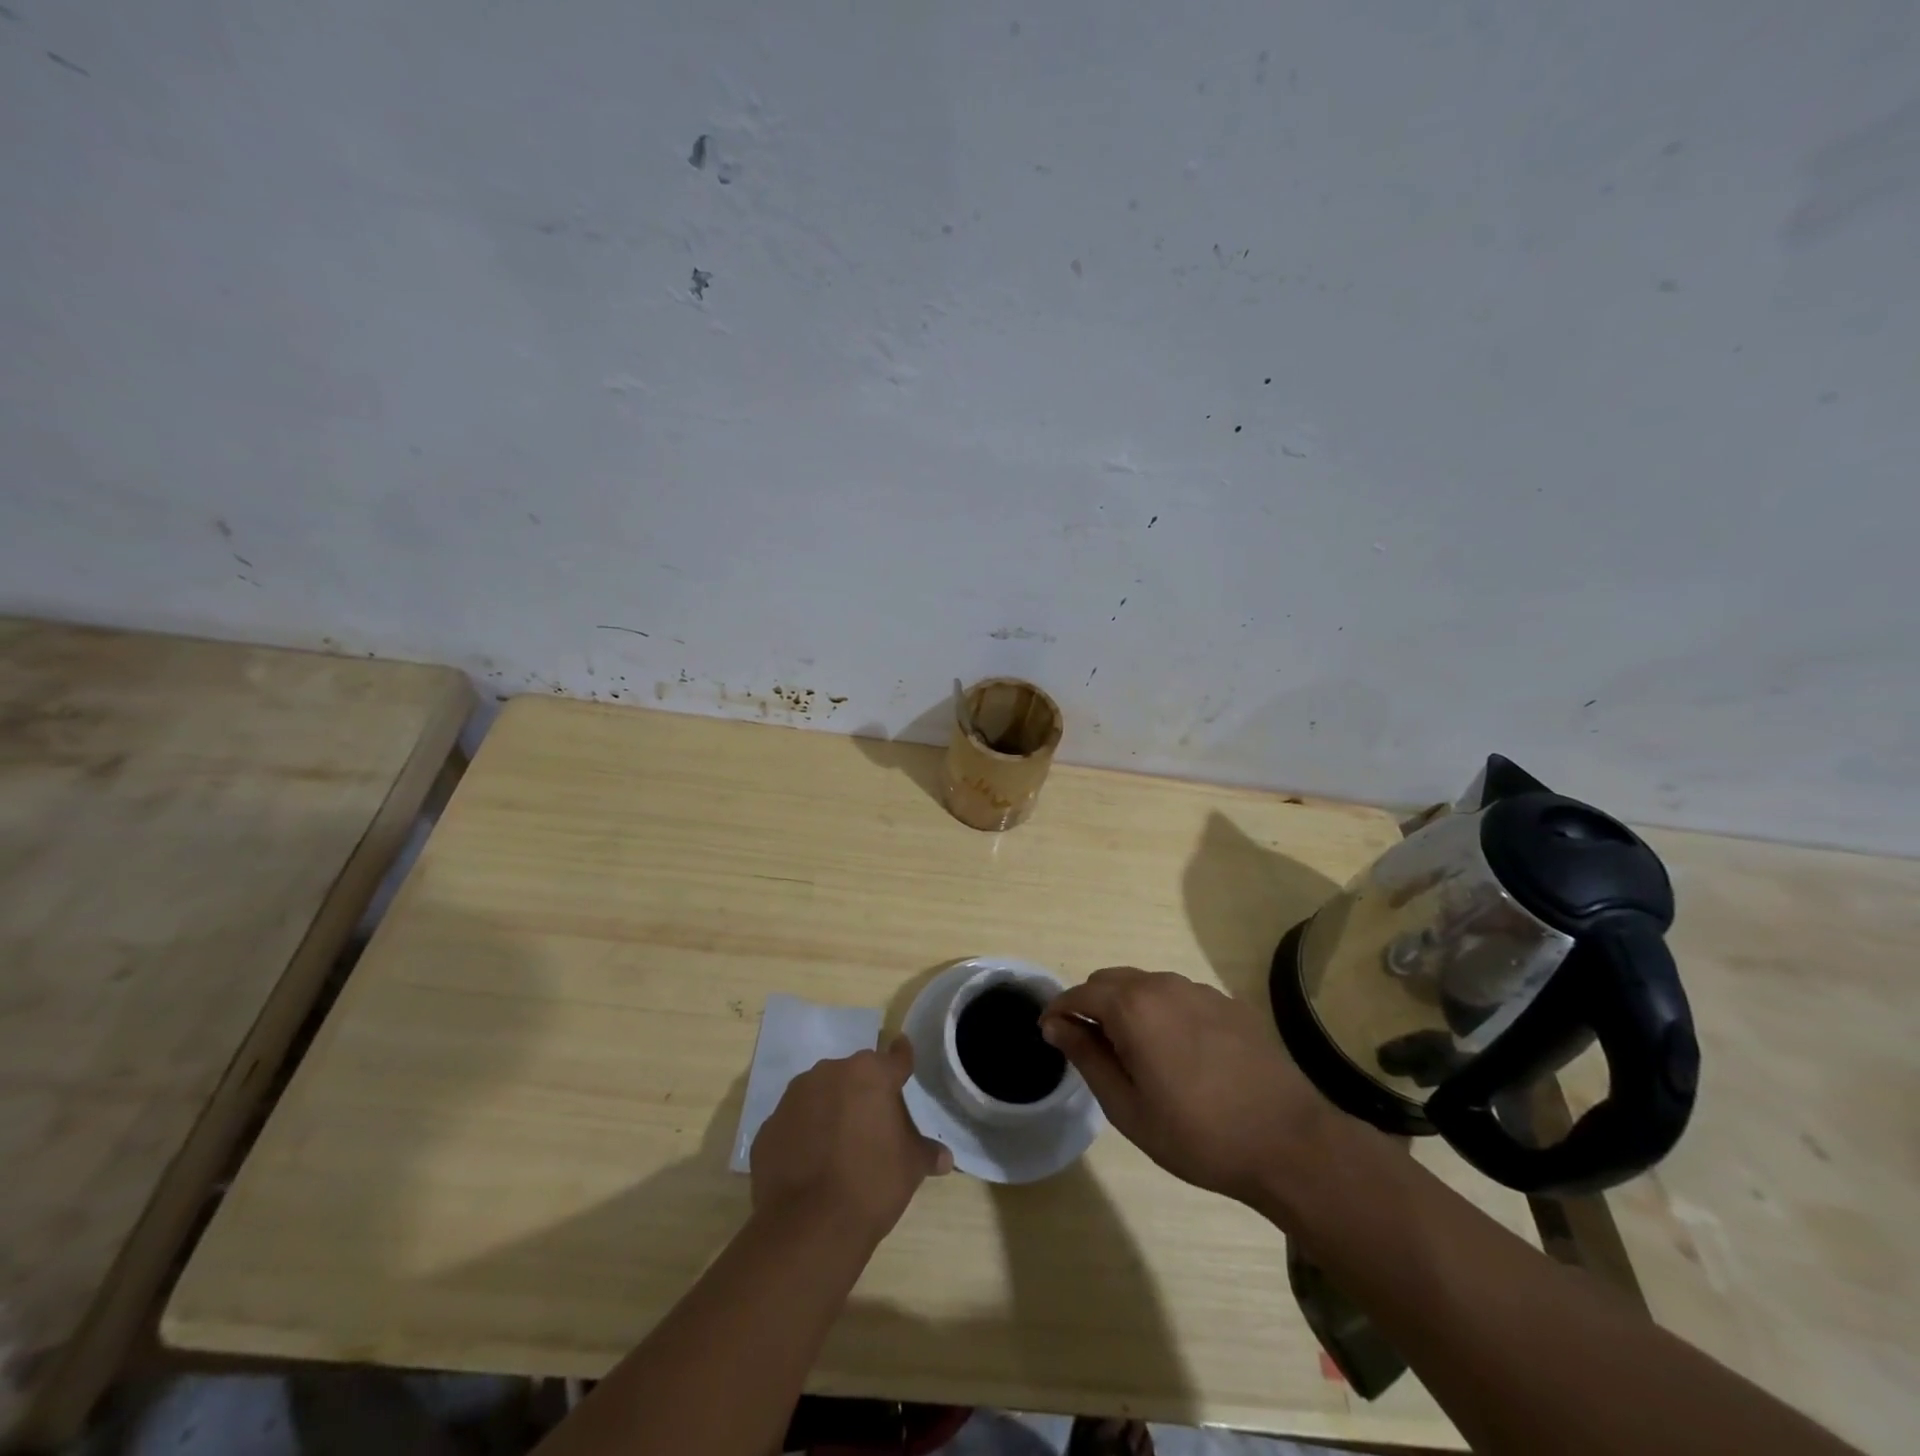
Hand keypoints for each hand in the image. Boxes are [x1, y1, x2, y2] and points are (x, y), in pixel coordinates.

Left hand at [750, 1037, 952, 1242]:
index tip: (904, 1055)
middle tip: (874, 1123)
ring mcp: (794, 1097)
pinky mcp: (769, 1126)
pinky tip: (811, 1162)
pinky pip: (795, 1122)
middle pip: (854, 1075)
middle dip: (864, 1092)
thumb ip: (926, 1152)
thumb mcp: (911, 1167)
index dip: (902, 1060)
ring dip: (831, 1109)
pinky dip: (804, 1134)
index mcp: (870, 1073)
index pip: (895, 1057)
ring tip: (839, 1144)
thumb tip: (945, 1157)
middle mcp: (830, 1072)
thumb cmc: (871, 1184)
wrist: (807, 1227)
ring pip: (821, 1093)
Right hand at [1042, 967, 1349, 1206]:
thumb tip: (1056, 1026)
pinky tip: (1179, 1053)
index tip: (1049, 1034)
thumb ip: (1087, 1057)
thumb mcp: (1128, 1107)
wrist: (1288, 1142)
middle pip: (1110, 981)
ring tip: (1135, 1053)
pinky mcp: (1227, 1003)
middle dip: (1091, 1005)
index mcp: (1133, 1007)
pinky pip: (1178, 996)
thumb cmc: (1197, 1134)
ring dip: (1127, 1007)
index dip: (1058, 1011)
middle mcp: (1163, 985)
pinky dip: (1162, 1012)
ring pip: (1145, 985)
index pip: (1080, 993)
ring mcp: (1199, 990)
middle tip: (1091, 1048)